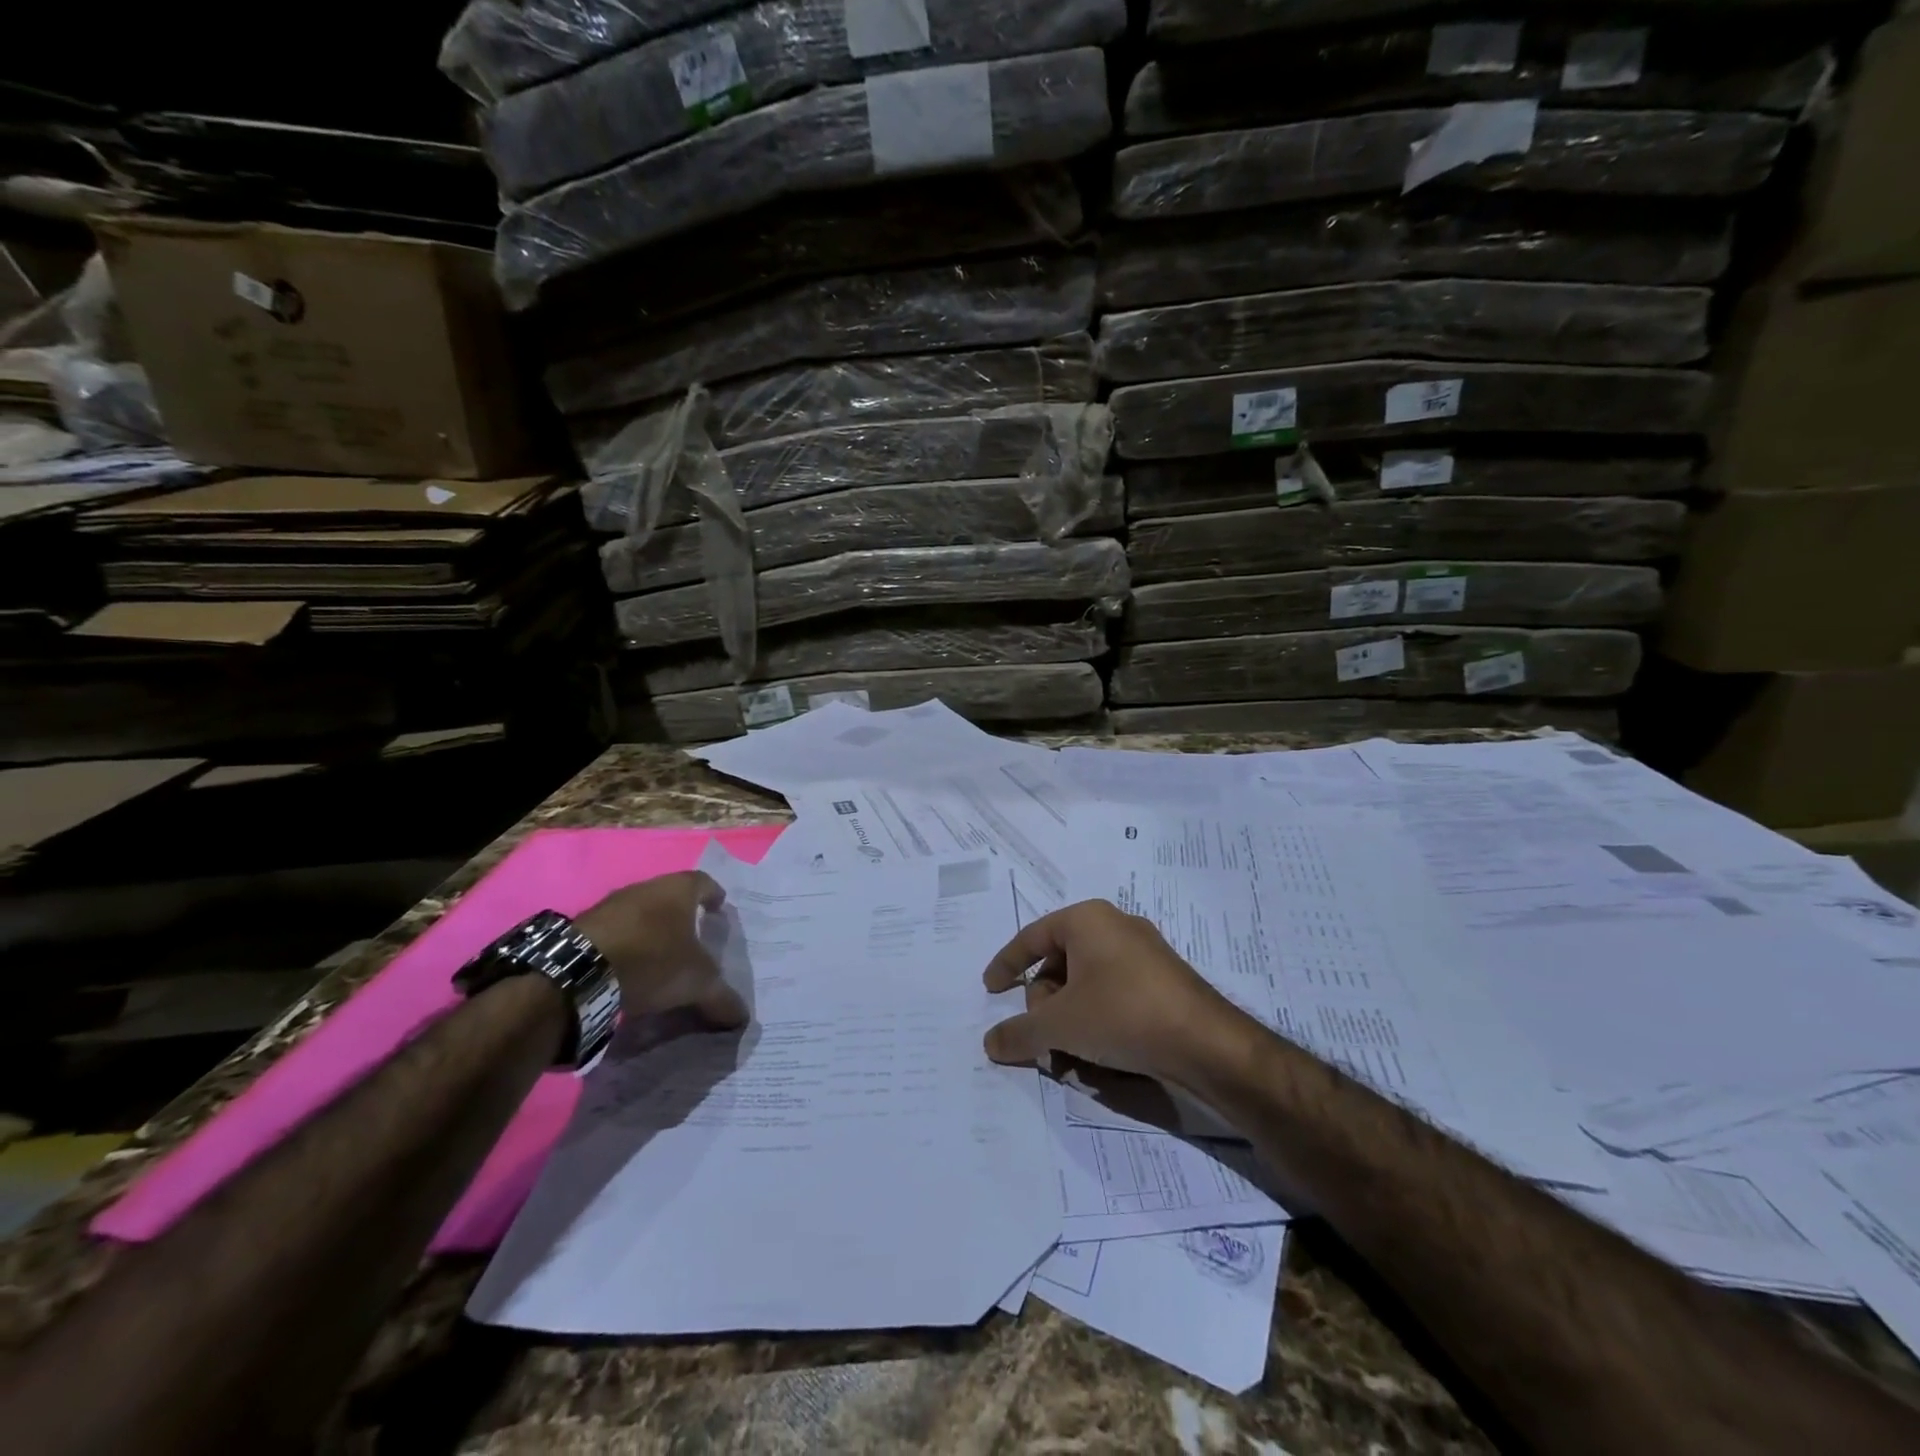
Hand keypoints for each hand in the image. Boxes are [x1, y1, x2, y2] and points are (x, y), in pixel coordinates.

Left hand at [575, 871, 747, 1028]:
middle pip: (671, 897)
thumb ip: (722, 997)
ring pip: (641, 913)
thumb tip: (742, 1018)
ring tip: (660, 958)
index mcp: (678, 890)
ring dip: (650, 931)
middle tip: (692, 939)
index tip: (719, 910)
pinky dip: (626, 946)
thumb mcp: (697, 983)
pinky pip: (615, 932)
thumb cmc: (652, 960)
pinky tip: (628, 969)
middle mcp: (646, 887)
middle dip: (682, 916)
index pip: (704, 882)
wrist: (579, 971)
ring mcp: (611, 905)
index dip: (714, 896)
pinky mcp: (584, 926)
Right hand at [981, 900, 1251, 1084]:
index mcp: (1087, 919)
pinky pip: (1114, 992)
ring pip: (1087, 982)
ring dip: (1070, 1017)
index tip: (991, 989)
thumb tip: (990, 1043)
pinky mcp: (1163, 980)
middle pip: (1060, 962)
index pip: (1032, 937)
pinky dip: (1097, 1018)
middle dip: (1045, 1003)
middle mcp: (1115, 926)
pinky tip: (1100, 1053)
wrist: (1206, 1042)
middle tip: (1045, 1037)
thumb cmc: (1122, 1014)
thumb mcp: (1060, 1026)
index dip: (1007, 964)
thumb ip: (1019, 1032)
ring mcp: (1143, 952)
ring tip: (1072, 1054)